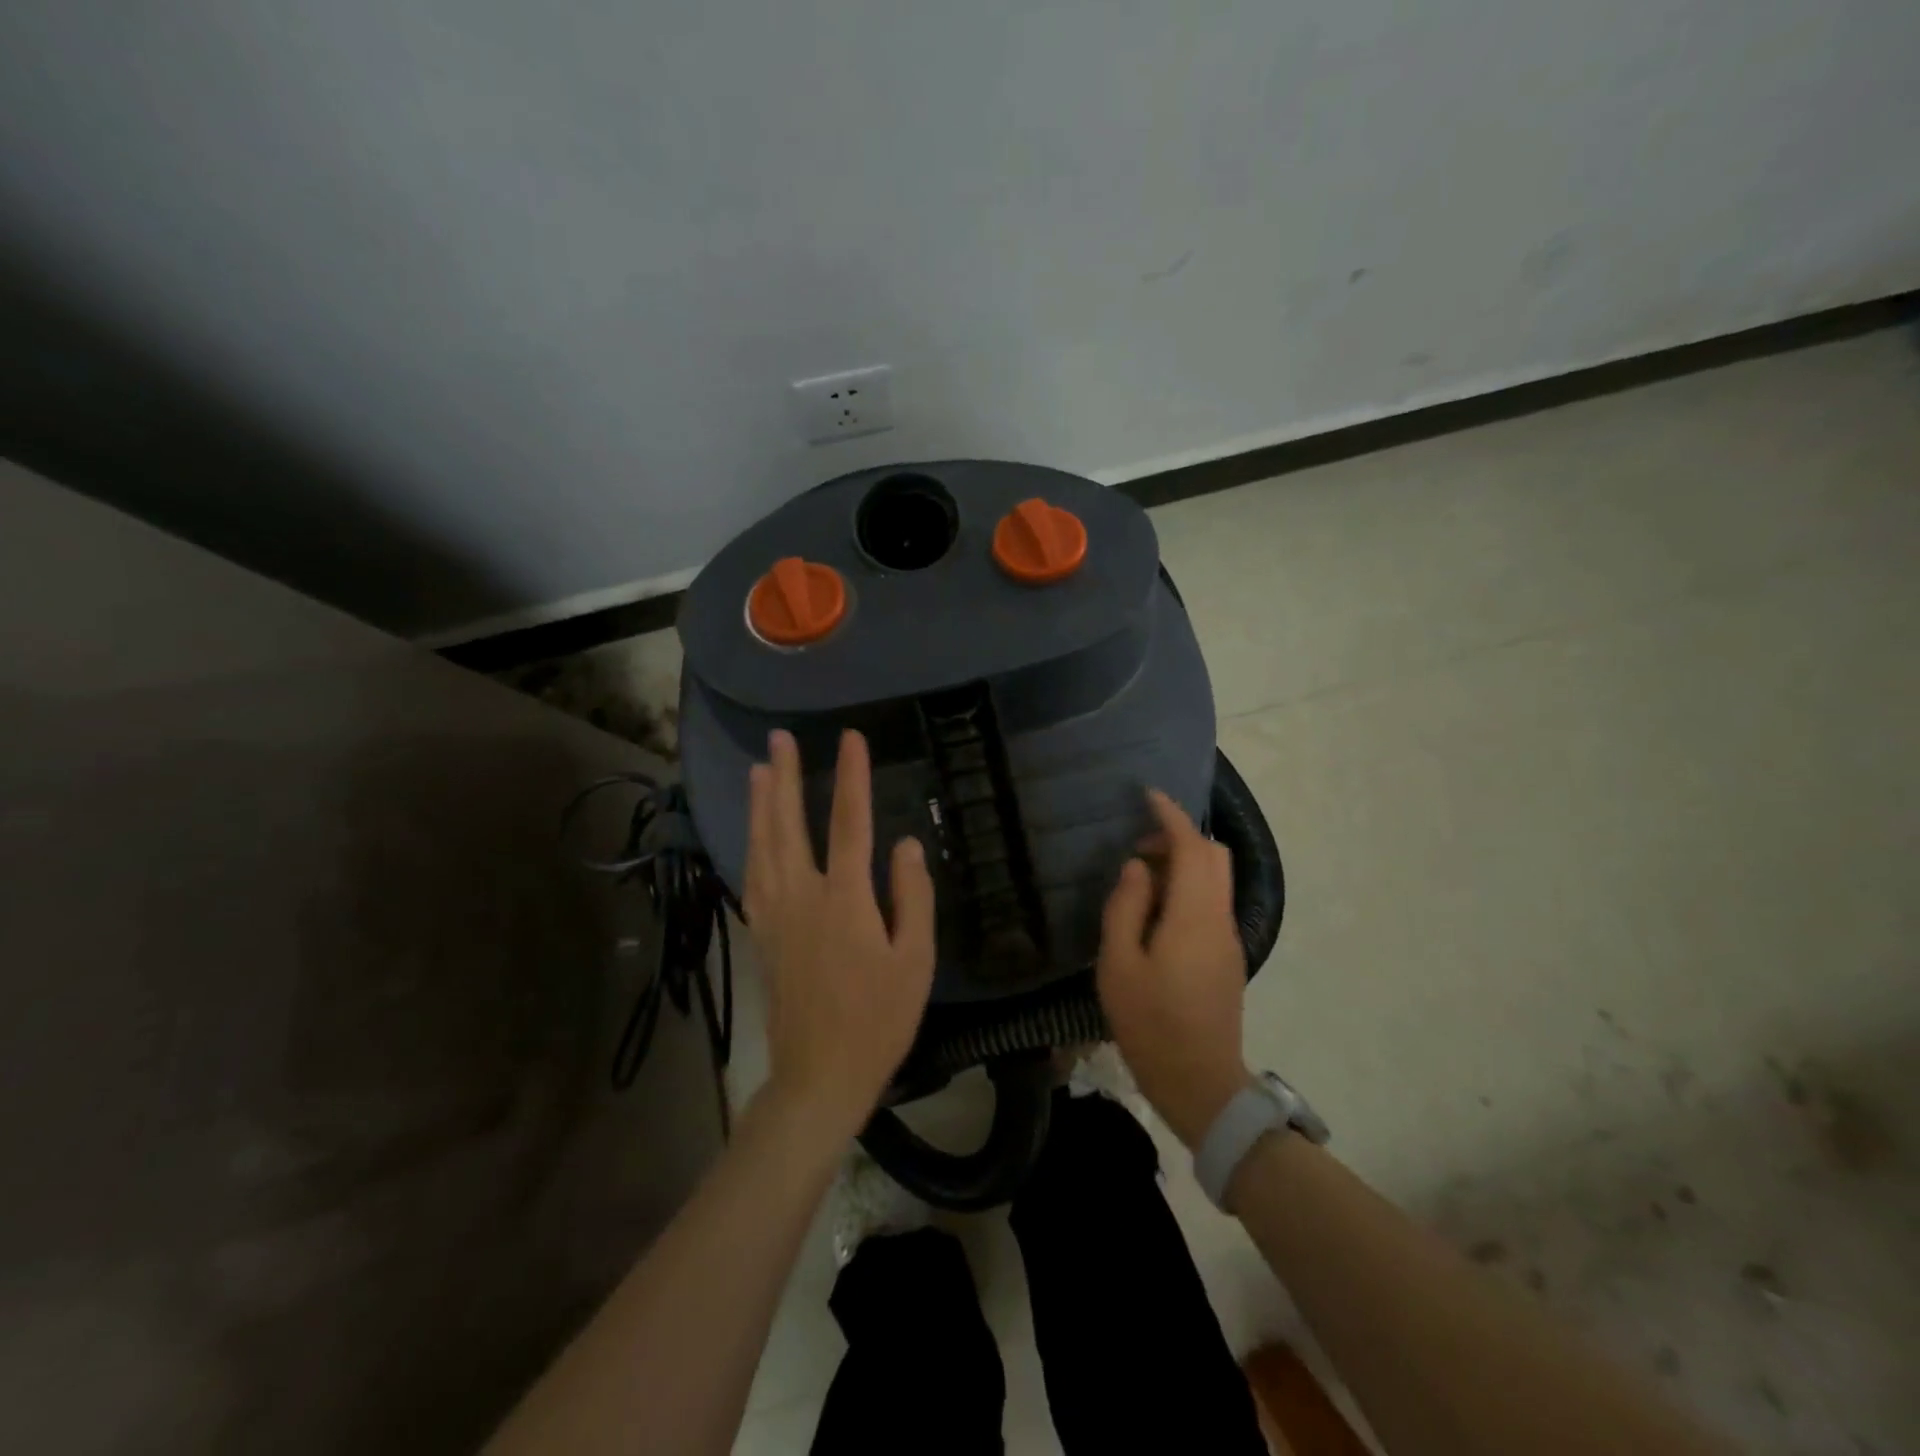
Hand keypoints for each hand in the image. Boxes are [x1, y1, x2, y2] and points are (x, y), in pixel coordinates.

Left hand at [744, 728, 935, 1140]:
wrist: (819, 1076)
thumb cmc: (878, 1019)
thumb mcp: (916, 961)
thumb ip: (912, 897)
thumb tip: (905, 844)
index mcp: (844, 900)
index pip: (849, 823)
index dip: (851, 777)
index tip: (851, 739)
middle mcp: (802, 897)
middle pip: (788, 824)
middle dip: (784, 777)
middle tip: (779, 739)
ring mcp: (774, 916)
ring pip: (761, 846)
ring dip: (760, 805)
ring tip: (758, 770)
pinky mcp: (761, 935)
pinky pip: (751, 877)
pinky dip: (749, 846)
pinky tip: (752, 835)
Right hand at [1097, 789, 1253, 1146]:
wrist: (1200, 1082)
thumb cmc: (1150, 1022)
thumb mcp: (1120, 963)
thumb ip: (1127, 906)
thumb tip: (1139, 867)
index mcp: (1193, 915)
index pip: (1192, 847)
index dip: (1171, 816)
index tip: (1149, 796)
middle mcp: (1219, 918)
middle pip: (1213, 856)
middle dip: (1179, 838)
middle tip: (1139, 849)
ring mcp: (1228, 939)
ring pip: (1215, 879)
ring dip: (1184, 864)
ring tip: (1141, 883)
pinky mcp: (1227, 957)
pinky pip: (1211, 903)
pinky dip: (1188, 889)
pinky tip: (1156, 914)